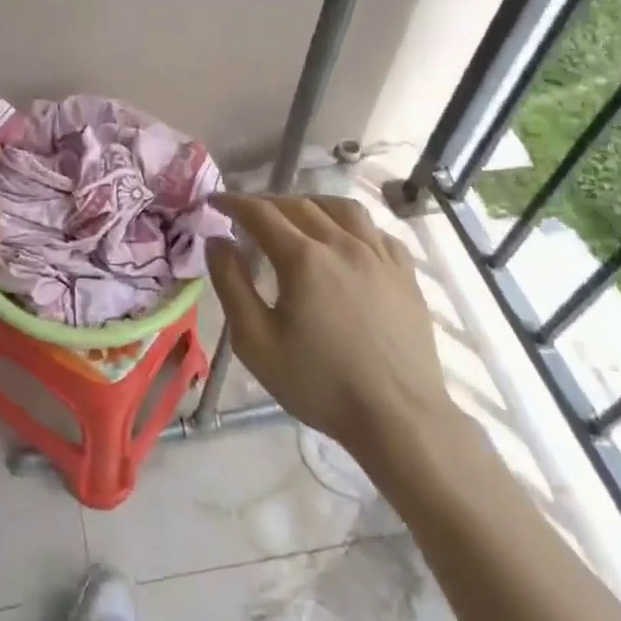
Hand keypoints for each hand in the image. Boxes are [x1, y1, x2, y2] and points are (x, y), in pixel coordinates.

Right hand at [208, 194, 458, 489]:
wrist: (399, 419)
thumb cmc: (320, 383)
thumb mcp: (256, 341)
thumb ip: (231, 283)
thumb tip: (217, 240)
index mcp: (303, 258)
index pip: (260, 213)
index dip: (233, 202)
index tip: (214, 201)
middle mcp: (342, 244)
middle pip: (299, 205)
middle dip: (267, 202)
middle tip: (247, 213)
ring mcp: (379, 256)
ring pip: (342, 208)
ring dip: (311, 203)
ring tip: (297, 215)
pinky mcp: (405, 274)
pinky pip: (376, 231)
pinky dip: (352, 225)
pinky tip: (346, 239)